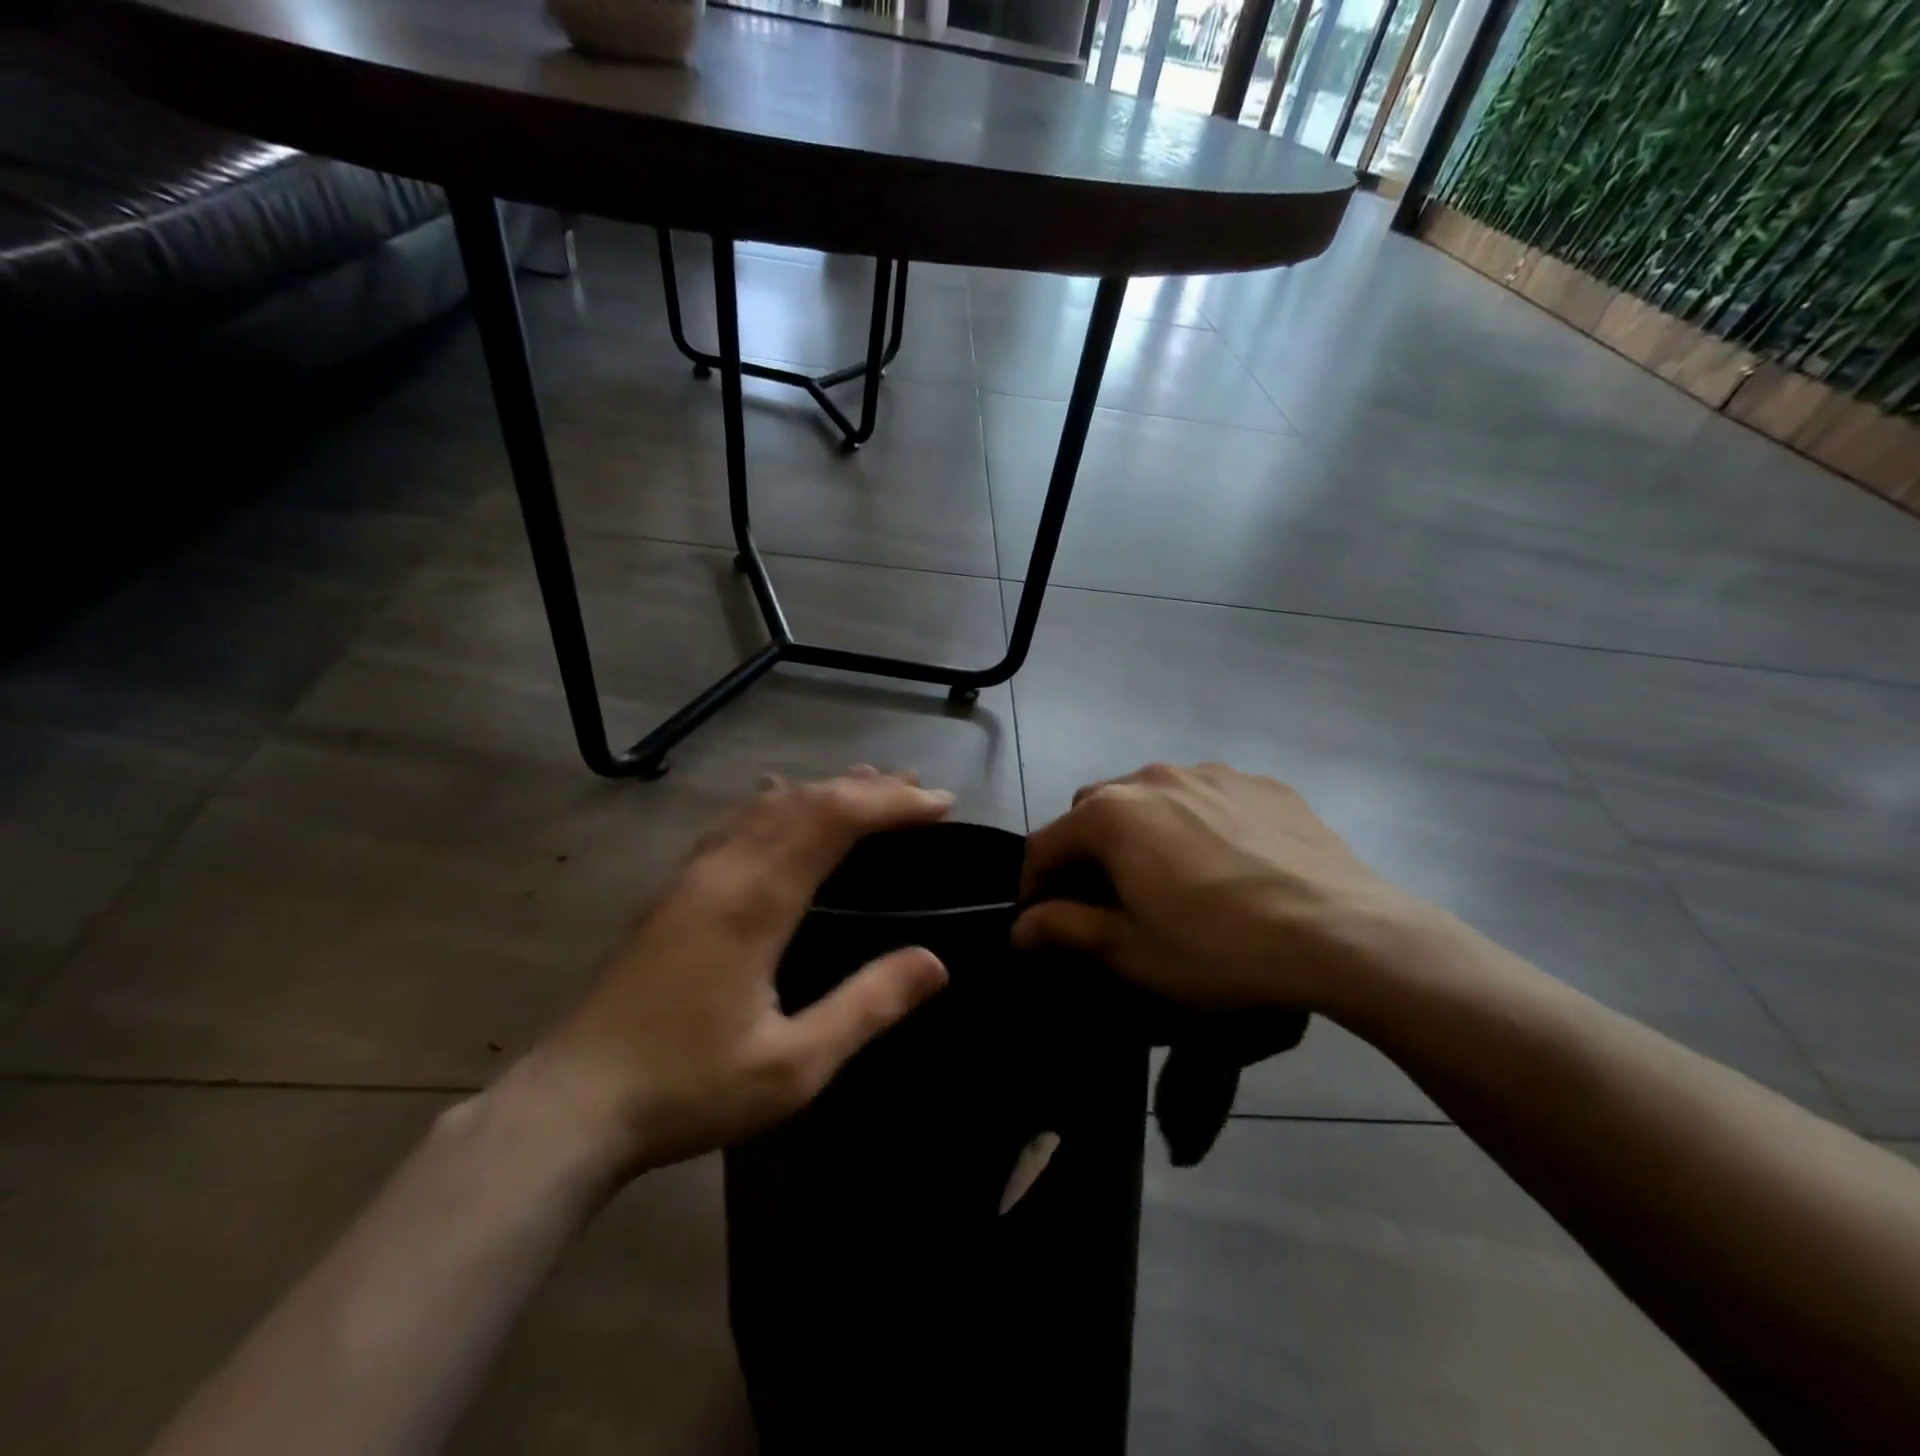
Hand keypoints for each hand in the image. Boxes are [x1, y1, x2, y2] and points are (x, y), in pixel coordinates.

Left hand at [505, 769, 954, 1184]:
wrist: (571, 1106)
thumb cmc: (687, 1089)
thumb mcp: (794, 1066)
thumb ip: (867, 1006)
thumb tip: (935, 962)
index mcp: (754, 901)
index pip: (833, 819)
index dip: (891, 803)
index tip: (940, 804)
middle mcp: (723, 870)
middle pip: (804, 800)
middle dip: (867, 788)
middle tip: (918, 791)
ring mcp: (692, 876)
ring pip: (767, 806)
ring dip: (824, 790)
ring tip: (869, 784)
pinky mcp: (674, 892)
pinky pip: (736, 823)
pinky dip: (777, 803)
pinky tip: (779, 800)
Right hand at [1013, 762, 1420, 1012]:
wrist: (1345, 934)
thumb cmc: (1220, 948)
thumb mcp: (1132, 952)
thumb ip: (1065, 929)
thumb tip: (1019, 926)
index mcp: (1112, 814)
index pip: (1046, 843)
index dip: (1034, 884)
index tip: (1041, 920)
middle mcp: (1153, 777)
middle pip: (1095, 810)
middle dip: (1086, 851)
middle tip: (1108, 898)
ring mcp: (1212, 773)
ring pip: (1151, 796)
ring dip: (1141, 831)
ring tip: (1171, 878)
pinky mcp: (1262, 783)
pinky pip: (1207, 797)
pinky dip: (1196, 823)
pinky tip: (1227, 864)